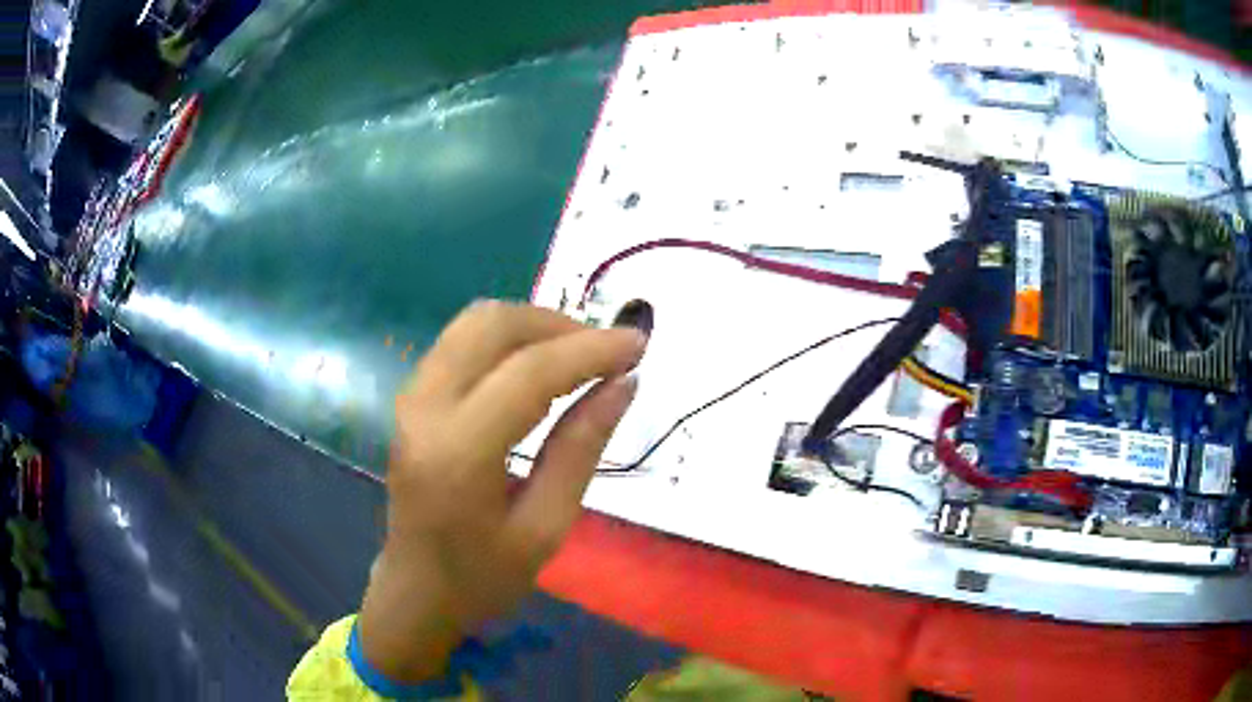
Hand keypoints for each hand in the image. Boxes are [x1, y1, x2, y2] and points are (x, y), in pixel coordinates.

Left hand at [359, 300, 645, 681]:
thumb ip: (582, 449)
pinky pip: (462, 342)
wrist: (415, 590)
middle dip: (558, 325)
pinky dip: (508, 341)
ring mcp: (411, 398)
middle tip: (607, 354)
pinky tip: (538, 368)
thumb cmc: (483, 576)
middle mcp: (425, 408)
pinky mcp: (411, 398)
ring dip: (533, 327)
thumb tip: (624, 384)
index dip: (590, 350)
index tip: (639, 345)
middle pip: (493, 325)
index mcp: (458, 452)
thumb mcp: (545, 528)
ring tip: (579, 358)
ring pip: (474, 323)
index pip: (530, 372)